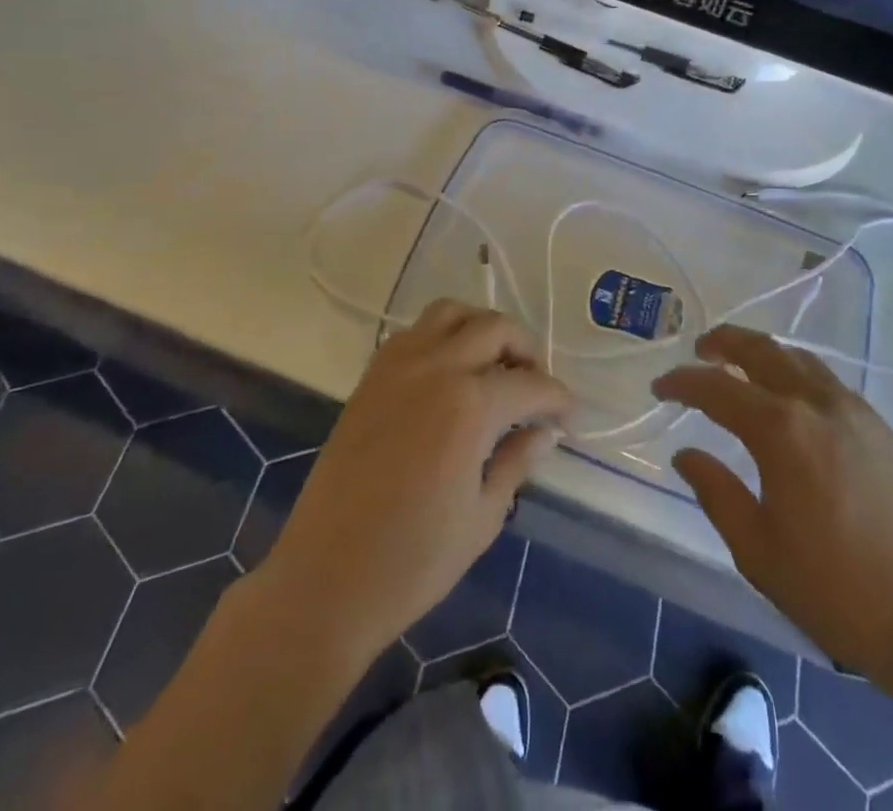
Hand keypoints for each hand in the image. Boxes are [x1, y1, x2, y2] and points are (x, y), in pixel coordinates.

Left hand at [259, 300, 572, 667]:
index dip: (558, 399)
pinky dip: (442, 336)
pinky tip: (449, 374)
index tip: (569, 418)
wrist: (324, 579)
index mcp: (470, 406)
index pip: (531, 385)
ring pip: (451, 312)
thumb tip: (545, 432)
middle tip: (534, 389)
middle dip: (526, 352)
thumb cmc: (412, 562)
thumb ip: (516, 462)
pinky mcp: (371, 376)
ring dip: (481, 328)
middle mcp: (436, 368)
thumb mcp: (482, 517)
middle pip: (495, 328)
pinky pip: (414, 332)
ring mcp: (398, 366)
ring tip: (493, 366)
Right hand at [653, 325, 892, 695]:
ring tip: (741, 362)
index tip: (659, 387)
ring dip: (763, 352)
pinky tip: (792, 396)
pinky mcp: (880, 428)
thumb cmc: (834, 589)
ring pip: (799, 359)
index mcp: (780, 430)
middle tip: (700, 349)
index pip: (717, 388)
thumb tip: (685, 454)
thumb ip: (716, 492)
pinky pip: (828, 381)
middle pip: (762, 351)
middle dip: (724, 342)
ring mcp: (854, 411)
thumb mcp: (757, 549)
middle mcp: (816, 404)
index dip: (683, 382)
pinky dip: (797, 372)